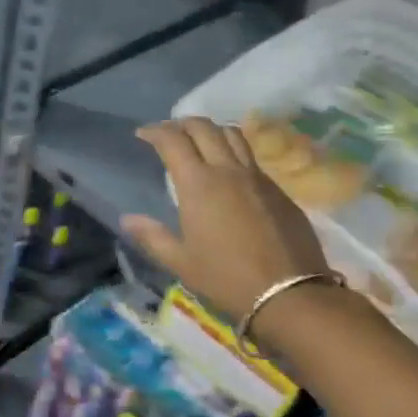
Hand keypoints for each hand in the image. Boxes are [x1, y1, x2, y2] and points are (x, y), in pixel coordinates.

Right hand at [123, 117, 329, 320]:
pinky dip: (232, 152)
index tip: (143, 134)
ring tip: (200, 142)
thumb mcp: (181, 262)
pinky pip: (251, 158)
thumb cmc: (227, 278)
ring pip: (232, 135)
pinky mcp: (278, 189)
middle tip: (169, 133)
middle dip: (182, 123)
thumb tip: (127, 219)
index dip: (155, 132)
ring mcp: (257, 177)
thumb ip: (152, 236)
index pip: (173, 141)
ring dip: (211, 130)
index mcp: (198, 184)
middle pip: (204, 128)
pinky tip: (228, 172)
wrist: (290, 292)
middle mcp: (227, 170)